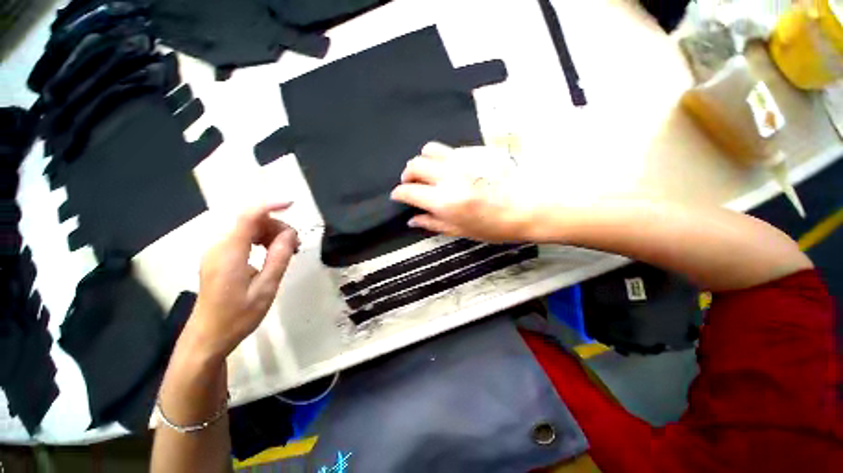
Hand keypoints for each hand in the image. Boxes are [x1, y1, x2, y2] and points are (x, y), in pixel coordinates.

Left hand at [186, 203, 299, 359]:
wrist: (208, 337)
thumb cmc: (238, 316)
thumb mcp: (265, 288)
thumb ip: (278, 258)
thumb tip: (290, 234)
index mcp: (229, 253)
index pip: (248, 217)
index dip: (270, 206)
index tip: (292, 204)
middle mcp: (218, 247)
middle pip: (249, 221)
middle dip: (275, 226)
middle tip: (295, 245)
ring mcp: (216, 252)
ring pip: (246, 229)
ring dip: (269, 234)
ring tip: (288, 251)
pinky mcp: (218, 259)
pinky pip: (242, 239)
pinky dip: (260, 241)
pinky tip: (272, 254)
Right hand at [390, 142, 542, 241]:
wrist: (530, 207)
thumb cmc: (496, 226)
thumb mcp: (461, 231)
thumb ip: (433, 223)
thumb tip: (412, 219)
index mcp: (444, 201)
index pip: (408, 190)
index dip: (399, 193)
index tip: (399, 196)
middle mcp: (449, 176)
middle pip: (414, 165)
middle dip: (407, 175)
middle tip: (412, 185)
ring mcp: (463, 159)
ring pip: (429, 149)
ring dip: (423, 162)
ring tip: (429, 173)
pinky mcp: (476, 150)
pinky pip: (450, 149)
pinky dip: (443, 159)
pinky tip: (452, 170)